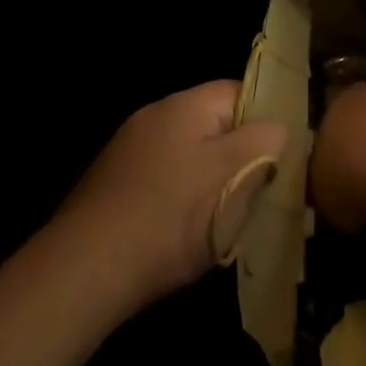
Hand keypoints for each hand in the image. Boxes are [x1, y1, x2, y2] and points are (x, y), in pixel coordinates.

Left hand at [57, 81, 286, 315]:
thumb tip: (279, 129)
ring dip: (212, 181)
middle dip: (241, 156)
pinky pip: (165, 181)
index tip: (283, 156)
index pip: (241, 92)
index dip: (268, 120)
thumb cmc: (170, 217)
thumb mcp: (234, 175)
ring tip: (226, 218)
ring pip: (191, 156)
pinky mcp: (114, 186)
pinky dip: (181, 200)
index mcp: (185, 105)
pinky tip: (184, 233)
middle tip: (259, 192)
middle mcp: (154, 117)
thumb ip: (265, 142)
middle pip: (216, 125)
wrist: (82, 273)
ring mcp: (130, 153)